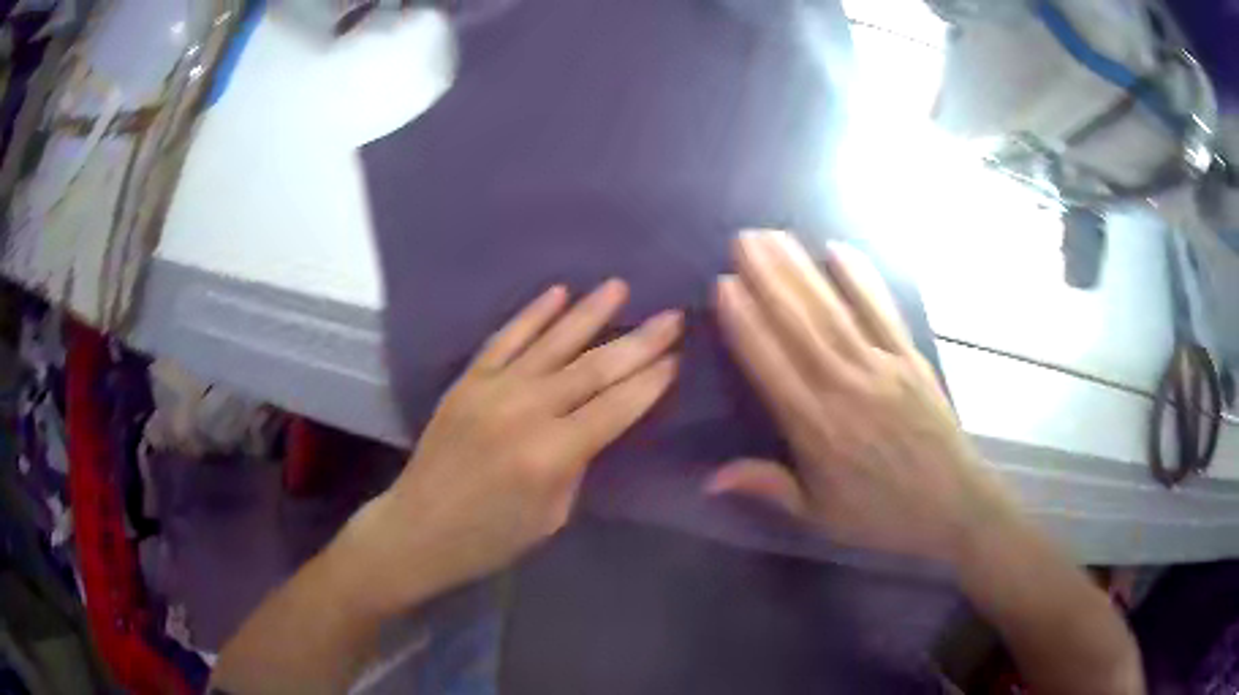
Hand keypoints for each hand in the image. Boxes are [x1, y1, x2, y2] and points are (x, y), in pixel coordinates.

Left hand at [342, 281, 680, 615]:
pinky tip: (557, 292)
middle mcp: (526, 412)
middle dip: (638, 342)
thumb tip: (594, 423)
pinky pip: (504, 339)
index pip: (616, 407)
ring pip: (551, 343)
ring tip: (620, 286)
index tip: (677, 357)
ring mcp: (492, 390)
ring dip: (590, 312)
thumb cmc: (491, 537)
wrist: (418, 530)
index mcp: (552, 455)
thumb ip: (576, 464)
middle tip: (671, 316)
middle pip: (593, 369)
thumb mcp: (552, 516)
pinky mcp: (467, 382)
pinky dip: (532, 314)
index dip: (650, 382)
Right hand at [709, 230, 1020, 564]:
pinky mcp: (910, 358)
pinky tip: (839, 249)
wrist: (953, 504)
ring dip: (803, 270)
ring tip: (776, 235)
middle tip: (743, 240)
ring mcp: (882, 368)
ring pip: (835, 311)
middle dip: (769, 279)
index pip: (773, 366)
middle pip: (802, 326)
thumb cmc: (882, 513)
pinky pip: (882, 311)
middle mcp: (846, 389)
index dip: (747, 324)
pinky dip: (862, 278)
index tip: (724, 285)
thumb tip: (709, 479)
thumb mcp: (820, 514)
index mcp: (818, 429)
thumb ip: (768, 488)